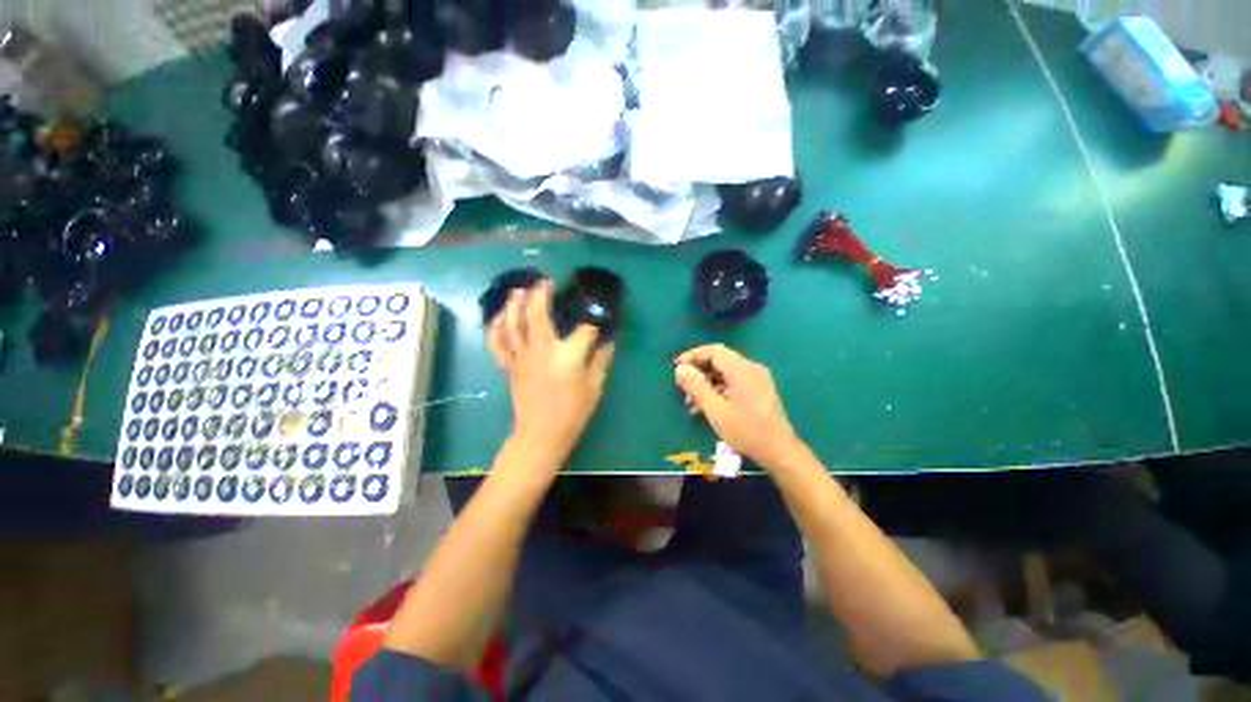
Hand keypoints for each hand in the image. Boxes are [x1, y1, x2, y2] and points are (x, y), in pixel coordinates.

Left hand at [487, 281, 615, 464]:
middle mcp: (542, 350)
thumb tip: (609, 341)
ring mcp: (521, 356)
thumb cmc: (572, 413)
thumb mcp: (594, 387)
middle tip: (546, 281)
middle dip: (541, 294)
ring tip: (520, 289)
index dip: (593, 319)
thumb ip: (601, 360)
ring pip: (513, 323)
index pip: (583, 329)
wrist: (541, 435)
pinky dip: (496, 326)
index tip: (598, 312)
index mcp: (567, 357)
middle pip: (537, 314)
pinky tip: (500, 315)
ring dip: (515, 303)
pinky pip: (497, 342)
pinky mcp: (509, 365)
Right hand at [674, 344, 802, 469]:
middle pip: (720, 360)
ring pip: (725, 371)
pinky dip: (718, 389)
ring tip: (691, 401)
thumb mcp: (716, 411)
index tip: (676, 367)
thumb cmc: (746, 431)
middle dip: (699, 371)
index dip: (693, 356)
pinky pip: (733, 381)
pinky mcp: (758, 388)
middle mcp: (752, 369)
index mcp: (743, 370)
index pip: (714, 351)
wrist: (779, 451)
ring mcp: (757, 378)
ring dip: (706, 382)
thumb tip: (680, 369)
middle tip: (683, 387)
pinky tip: (707, 405)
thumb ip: (697, 387)